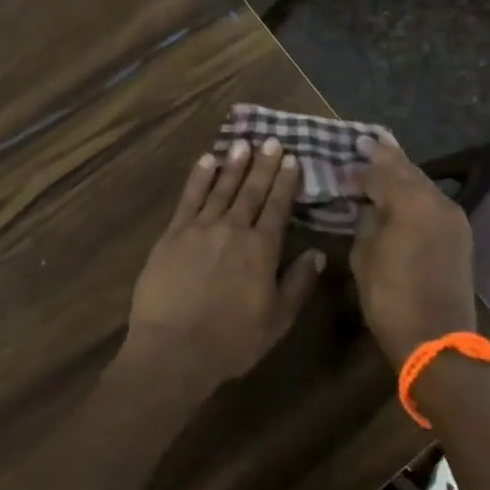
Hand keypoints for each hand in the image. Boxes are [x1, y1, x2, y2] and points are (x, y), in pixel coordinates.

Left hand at [125, 138, 325, 392]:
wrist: (174, 349)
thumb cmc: (231, 342)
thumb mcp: (277, 321)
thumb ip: (298, 284)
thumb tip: (317, 253)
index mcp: (261, 250)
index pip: (277, 207)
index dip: (285, 182)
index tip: (292, 159)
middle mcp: (233, 230)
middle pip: (251, 191)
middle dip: (263, 165)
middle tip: (271, 140)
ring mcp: (200, 228)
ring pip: (221, 188)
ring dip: (234, 165)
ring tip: (243, 144)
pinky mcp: (173, 234)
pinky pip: (189, 198)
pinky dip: (199, 177)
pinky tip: (206, 161)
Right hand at [352, 136, 476, 365]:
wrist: (437, 342)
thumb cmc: (391, 299)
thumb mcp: (364, 256)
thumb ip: (366, 220)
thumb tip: (368, 203)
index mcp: (410, 203)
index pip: (379, 171)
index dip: (358, 167)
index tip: (341, 160)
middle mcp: (437, 201)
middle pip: (406, 169)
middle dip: (385, 155)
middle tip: (365, 140)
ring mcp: (453, 217)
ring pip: (422, 183)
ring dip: (401, 171)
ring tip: (382, 155)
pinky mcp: (459, 234)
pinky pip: (432, 201)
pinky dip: (414, 191)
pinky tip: (401, 189)